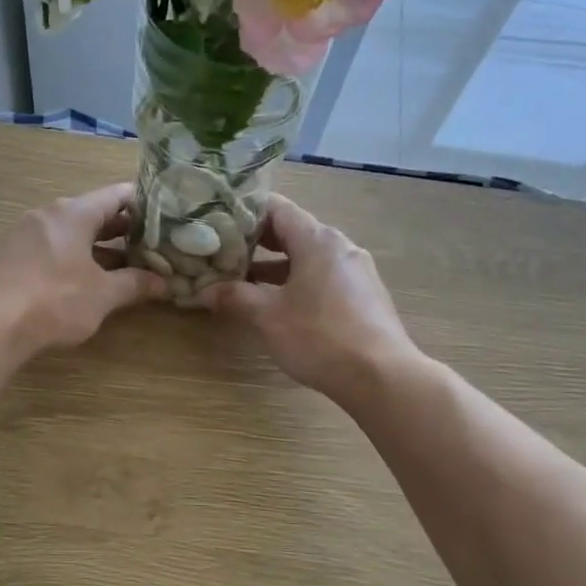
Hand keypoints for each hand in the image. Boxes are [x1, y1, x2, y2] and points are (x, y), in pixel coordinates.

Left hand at [0, 184, 167, 355]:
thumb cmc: (55, 299)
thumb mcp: (103, 294)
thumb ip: (135, 284)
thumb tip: (165, 283)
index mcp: (74, 212)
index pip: (117, 195)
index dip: (145, 204)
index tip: (168, 216)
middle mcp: (50, 215)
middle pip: (95, 213)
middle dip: (125, 229)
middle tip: (154, 243)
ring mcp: (29, 235)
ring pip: (74, 233)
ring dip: (101, 247)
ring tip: (130, 263)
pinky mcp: (16, 257)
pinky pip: (56, 248)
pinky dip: (78, 257)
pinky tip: (92, 278)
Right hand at [197, 194, 415, 401]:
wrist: (381, 377)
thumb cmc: (319, 337)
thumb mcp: (268, 316)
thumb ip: (235, 297)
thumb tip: (204, 290)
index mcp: (318, 240)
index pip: (277, 208)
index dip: (246, 212)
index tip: (219, 223)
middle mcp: (340, 247)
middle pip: (294, 231)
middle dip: (258, 241)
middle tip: (224, 252)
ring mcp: (356, 271)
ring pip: (309, 256)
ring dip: (276, 265)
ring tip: (244, 280)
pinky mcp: (364, 296)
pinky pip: (324, 276)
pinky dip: (298, 281)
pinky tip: (279, 303)